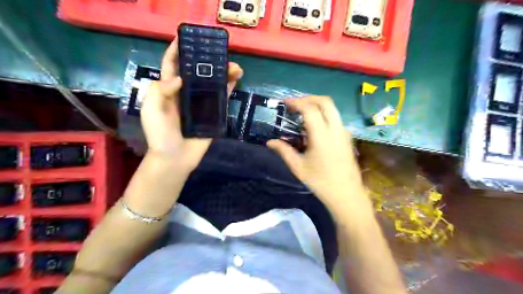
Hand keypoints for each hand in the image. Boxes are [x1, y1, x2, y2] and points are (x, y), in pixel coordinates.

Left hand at [142, 41, 242, 170]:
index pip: (172, 66)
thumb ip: (159, 90)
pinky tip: (236, 79)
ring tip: (235, 66)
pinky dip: (228, 88)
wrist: (175, 158)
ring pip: (212, 84)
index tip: (186, 37)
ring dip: (223, 73)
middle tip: (219, 52)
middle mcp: (186, 94)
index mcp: (168, 91)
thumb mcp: (151, 110)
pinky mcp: (212, 114)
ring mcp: (200, 104)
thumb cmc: (160, 135)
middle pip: (197, 72)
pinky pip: (221, 99)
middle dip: (207, 60)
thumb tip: (181, 78)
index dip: (177, 51)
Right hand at [267, 97, 363, 208]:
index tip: (285, 103)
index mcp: (322, 136)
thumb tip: (269, 142)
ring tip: (302, 113)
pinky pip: (335, 118)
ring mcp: (344, 132)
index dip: (296, 102)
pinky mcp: (347, 137)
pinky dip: (323, 114)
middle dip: (308, 98)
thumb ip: (284, 151)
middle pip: (325, 102)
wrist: (346, 194)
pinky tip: (314, 127)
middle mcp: (336, 129)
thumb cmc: (320, 182)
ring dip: (316, 105)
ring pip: (332, 108)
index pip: (310, 109)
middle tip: (294, 104)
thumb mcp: (298, 167)